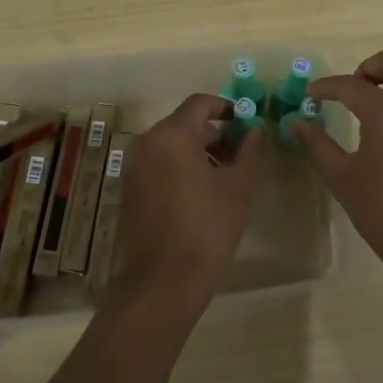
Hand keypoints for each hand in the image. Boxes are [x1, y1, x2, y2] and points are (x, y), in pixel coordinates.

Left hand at [107, 94, 265, 320]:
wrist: (164, 279)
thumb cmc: (208, 227)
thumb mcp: (241, 186)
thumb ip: (250, 150)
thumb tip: (254, 130)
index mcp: (172, 134)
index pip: (200, 103)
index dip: (225, 108)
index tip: (245, 122)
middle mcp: (147, 143)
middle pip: (184, 124)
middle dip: (213, 134)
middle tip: (238, 156)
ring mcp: (133, 167)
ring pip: (170, 145)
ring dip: (197, 152)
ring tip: (222, 179)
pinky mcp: (128, 190)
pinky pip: (157, 165)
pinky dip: (178, 168)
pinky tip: (198, 195)